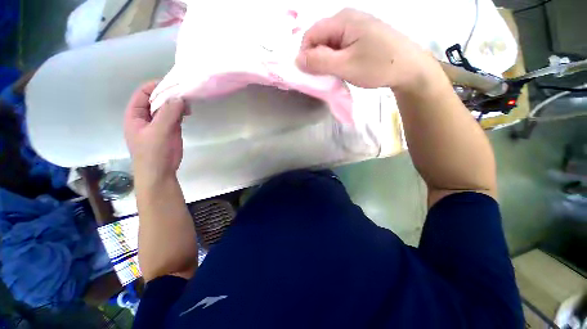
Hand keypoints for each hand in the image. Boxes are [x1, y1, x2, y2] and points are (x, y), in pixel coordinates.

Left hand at [123, 81, 189, 184]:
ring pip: (167, 107)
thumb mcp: (158, 132)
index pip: (143, 94)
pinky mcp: (170, 129)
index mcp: (135, 115)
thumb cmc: (153, 154)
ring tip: (189, 104)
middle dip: (170, 95)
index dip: (156, 87)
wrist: (160, 173)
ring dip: (177, 104)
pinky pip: (175, 116)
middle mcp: (146, 116)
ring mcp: (159, 123)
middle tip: (185, 94)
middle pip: (156, 99)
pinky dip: (181, 112)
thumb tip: (179, 97)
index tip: (173, 85)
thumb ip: (167, 114)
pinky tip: (188, 112)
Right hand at [296, 9, 435, 90]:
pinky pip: (340, 47)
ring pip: (329, 44)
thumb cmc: (377, 65)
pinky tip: (342, 69)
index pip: (310, 34)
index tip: (310, 74)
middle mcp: (347, 19)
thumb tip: (297, 60)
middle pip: (320, 38)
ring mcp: (355, 28)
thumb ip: (320, 62)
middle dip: (316, 59)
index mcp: (342, 20)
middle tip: (323, 77)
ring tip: (334, 75)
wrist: (409, 68)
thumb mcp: (345, 66)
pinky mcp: (360, 37)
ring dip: (326, 61)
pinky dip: (336, 60)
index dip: (305, 55)